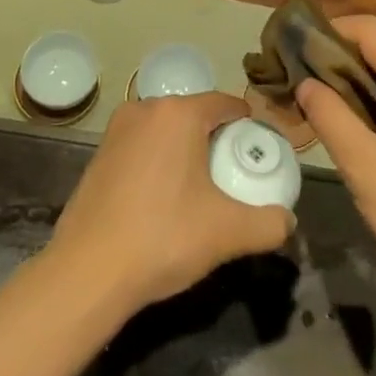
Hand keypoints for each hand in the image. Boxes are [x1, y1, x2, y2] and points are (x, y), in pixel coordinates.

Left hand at [48, 92, 293, 312]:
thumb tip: (287, 220)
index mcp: (179, 113)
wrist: (88, 271)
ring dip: (186, 151)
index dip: (247, 126)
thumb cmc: (163, 238)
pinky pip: (142, 146)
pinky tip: (163, 200)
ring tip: (200, 192)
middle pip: (195, 115)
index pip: (226, 104)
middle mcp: (145, 108)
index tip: (258, 153)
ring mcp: (117, 129)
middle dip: (216, 140)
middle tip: (233, 177)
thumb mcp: (228, 233)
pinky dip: (159, 162)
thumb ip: (269, 223)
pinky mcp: (98, 153)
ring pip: (167, 131)